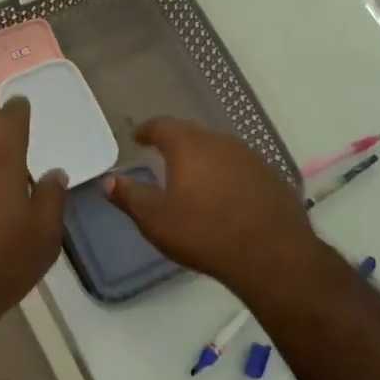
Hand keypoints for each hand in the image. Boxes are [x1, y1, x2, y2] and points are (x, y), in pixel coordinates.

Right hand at [104, 117, 319, 292]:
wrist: (272, 254)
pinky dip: (228, 173)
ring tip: (193, 176)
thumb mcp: (156, 219)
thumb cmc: (205, 232)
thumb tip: (108, 180)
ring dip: (204, 157)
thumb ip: (129, 196)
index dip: (147, 130)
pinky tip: (226, 195)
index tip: (138, 138)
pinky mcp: (271, 176)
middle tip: (162, 155)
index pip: (162, 125)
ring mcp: (250, 156)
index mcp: (189, 145)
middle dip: (175, 141)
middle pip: (192, 132)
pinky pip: (241, 166)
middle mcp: (220, 141)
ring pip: (219, 148)